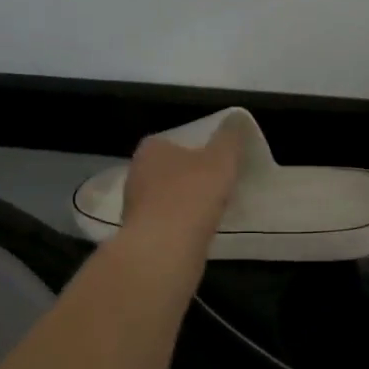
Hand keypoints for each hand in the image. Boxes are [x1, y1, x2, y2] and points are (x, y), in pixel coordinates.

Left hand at [119, 118, 246, 253]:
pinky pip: (165, 223)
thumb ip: (230, 138)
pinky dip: (180, 225)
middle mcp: (135, 173)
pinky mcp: (138, 234)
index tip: (217, 162)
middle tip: (218, 185)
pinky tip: (197, 232)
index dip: (198, 149)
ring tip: (212, 210)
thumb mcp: (222, 159)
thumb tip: (235, 119)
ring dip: (184, 203)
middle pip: (169, 170)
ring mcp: (133, 206)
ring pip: (165, 198)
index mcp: (151, 148)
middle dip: (190, 177)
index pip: (175, 141)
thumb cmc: (192, 194)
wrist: (164, 249)